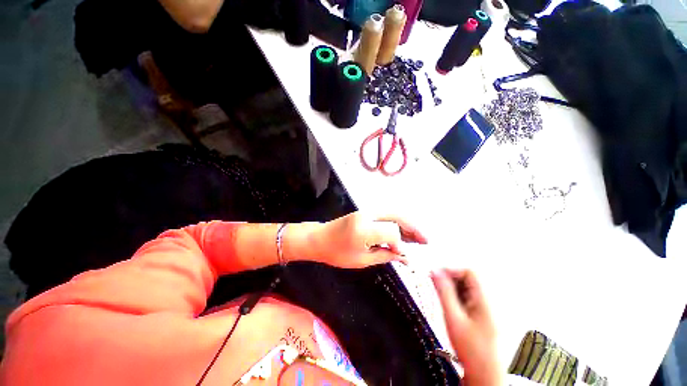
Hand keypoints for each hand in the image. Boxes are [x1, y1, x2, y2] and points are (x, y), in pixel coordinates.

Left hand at [311, 212, 427, 268]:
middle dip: (413, 228)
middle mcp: (367, 215)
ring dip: (407, 224)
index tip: (403, 256)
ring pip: (393, 214)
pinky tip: (403, 233)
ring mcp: (366, 211)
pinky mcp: (365, 212)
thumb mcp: (360, 260)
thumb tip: (405, 257)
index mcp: (364, 229)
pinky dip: (397, 223)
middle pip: (397, 217)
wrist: (319, 238)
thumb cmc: (336, 253)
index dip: (401, 245)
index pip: (392, 232)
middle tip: (426, 241)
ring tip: (418, 238)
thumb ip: (385, 255)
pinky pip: (386, 215)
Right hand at [432, 269, 501, 385]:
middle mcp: (488, 301)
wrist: (485, 376)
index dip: (452, 270)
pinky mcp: (482, 317)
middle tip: (433, 283)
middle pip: (468, 279)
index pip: (470, 272)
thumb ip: (444, 292)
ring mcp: (486, 309)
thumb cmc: (470, 349)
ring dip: (451, 287)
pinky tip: (448, 304)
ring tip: (438, 294)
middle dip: (450, 278)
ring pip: (467, 289)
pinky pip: (468, 299)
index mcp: (485, 300)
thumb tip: (434, 271)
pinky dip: (456, 297)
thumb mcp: (454, 318)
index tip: (435, 274)